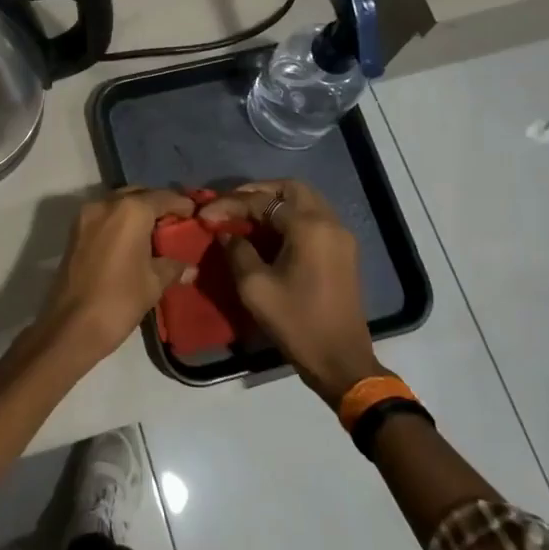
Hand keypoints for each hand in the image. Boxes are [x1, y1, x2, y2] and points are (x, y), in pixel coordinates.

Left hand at [32, 187, 196, 368]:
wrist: (71, 325)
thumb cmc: (119, 300)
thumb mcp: (154, 283)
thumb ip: (173, 266)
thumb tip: (190, 266)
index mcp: (131, 210)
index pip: (163, 197)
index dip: (181, 204)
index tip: (195, 213)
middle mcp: (106, 203)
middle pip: (138, 193)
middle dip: (157, 203)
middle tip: (175, 221)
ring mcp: (86, 215)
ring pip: (118, 203)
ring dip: (136, 211)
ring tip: (155, 231)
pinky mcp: (74, 231)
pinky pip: (104, 215)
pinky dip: (120, 220)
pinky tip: (132, 240)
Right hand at [197, 180, 386, 405]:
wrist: (341, 361)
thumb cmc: (296, 322)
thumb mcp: (255, 288)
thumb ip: (238, 251)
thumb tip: (227, 233)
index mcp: (309, 227)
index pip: (263, 201)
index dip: (230, 205)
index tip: (205, 215)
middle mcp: (329, 222)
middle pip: (291, 188)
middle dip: (258, 192)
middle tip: (231, 204)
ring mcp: (340, 236)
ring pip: (306, 201)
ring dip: (275, 202)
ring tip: (246, 216)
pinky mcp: (343, 252)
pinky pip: (314, 219)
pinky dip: (290, 217)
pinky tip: (269, 233)